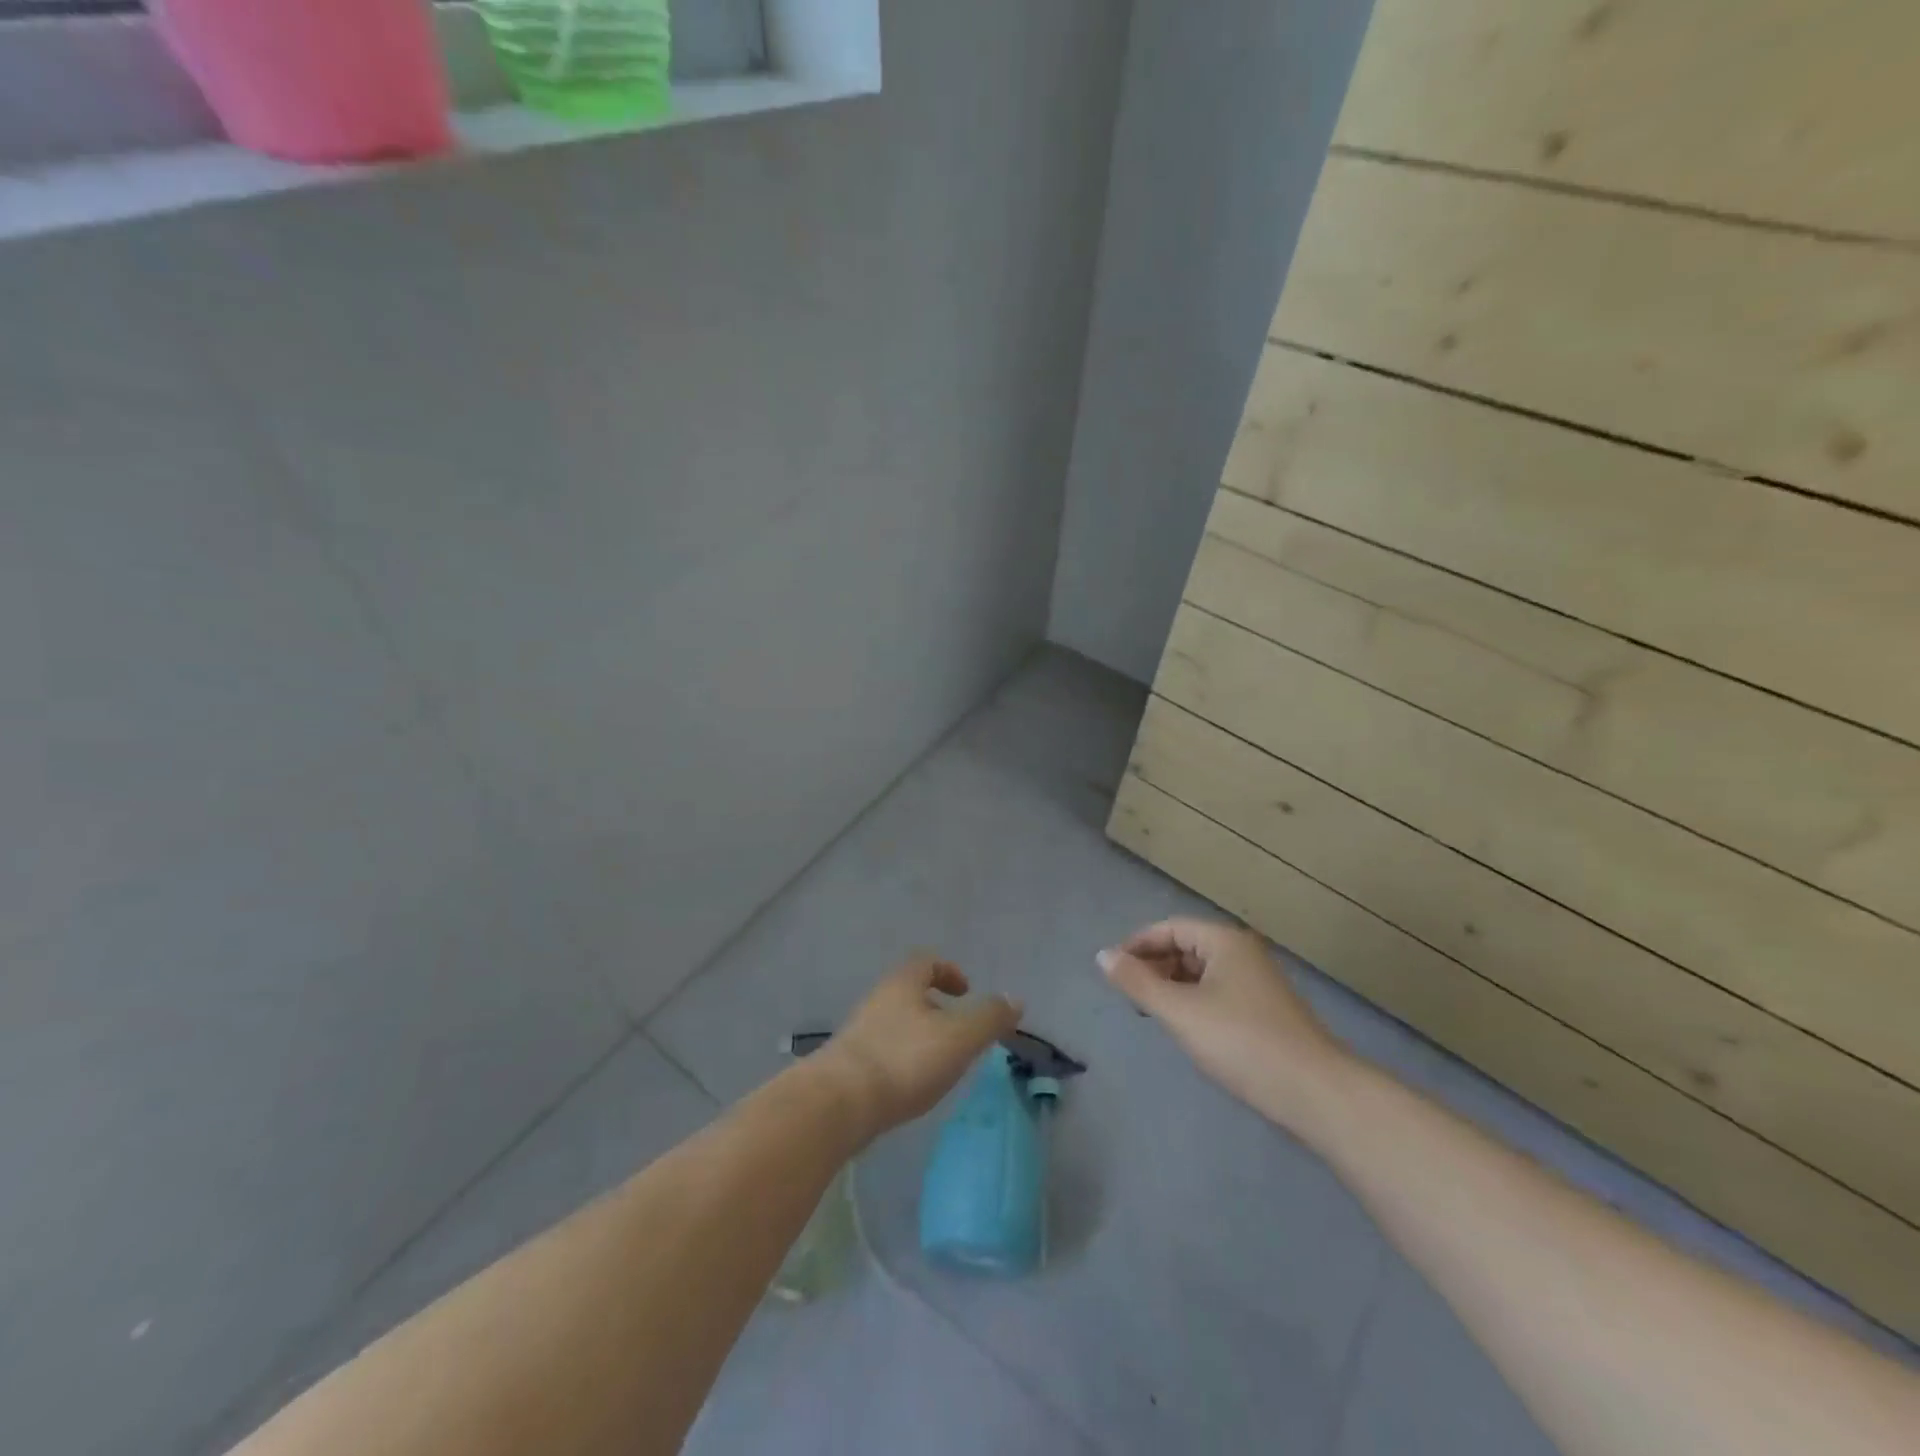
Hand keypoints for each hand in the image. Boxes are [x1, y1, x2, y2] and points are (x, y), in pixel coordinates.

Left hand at [816, 956, 1022, 1143]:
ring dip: (919, 1035)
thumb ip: (989, 1018)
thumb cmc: (904, 1060)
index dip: (949, 971)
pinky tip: (911, 1087)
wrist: (838, 1104)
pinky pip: (883, 1050)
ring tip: (940, 1064)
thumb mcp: (959, 1037)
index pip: (926, 962)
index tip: (966, 992)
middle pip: (909, 992)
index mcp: (902, 984)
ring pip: (896, 1023)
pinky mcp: (848, 1065)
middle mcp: (877, 1000)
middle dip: (935, 1008)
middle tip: (959, 1033)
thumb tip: (1015, 999)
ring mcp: (859, 1032)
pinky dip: (902, 1059)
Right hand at [1099, 918, 1349, 1129]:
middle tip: (1129, 995)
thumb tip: (1102, 955)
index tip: (1112, 970)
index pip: (1169, 928)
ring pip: (1201, 971)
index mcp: (1224, 941)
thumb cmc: (1241, 1042)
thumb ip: (1138, 982)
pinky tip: (1186, 1027)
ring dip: (1172, 985)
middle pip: (1186, 946)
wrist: (1315, 1092)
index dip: (1137, 945)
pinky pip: (1217, 991)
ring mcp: (1257, 981)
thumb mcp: (1180, 1011)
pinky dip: (1193, 1001)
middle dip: (1154, 965)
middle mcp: (1242, 952)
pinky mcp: (1265, 1010)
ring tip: (1152, 1012)